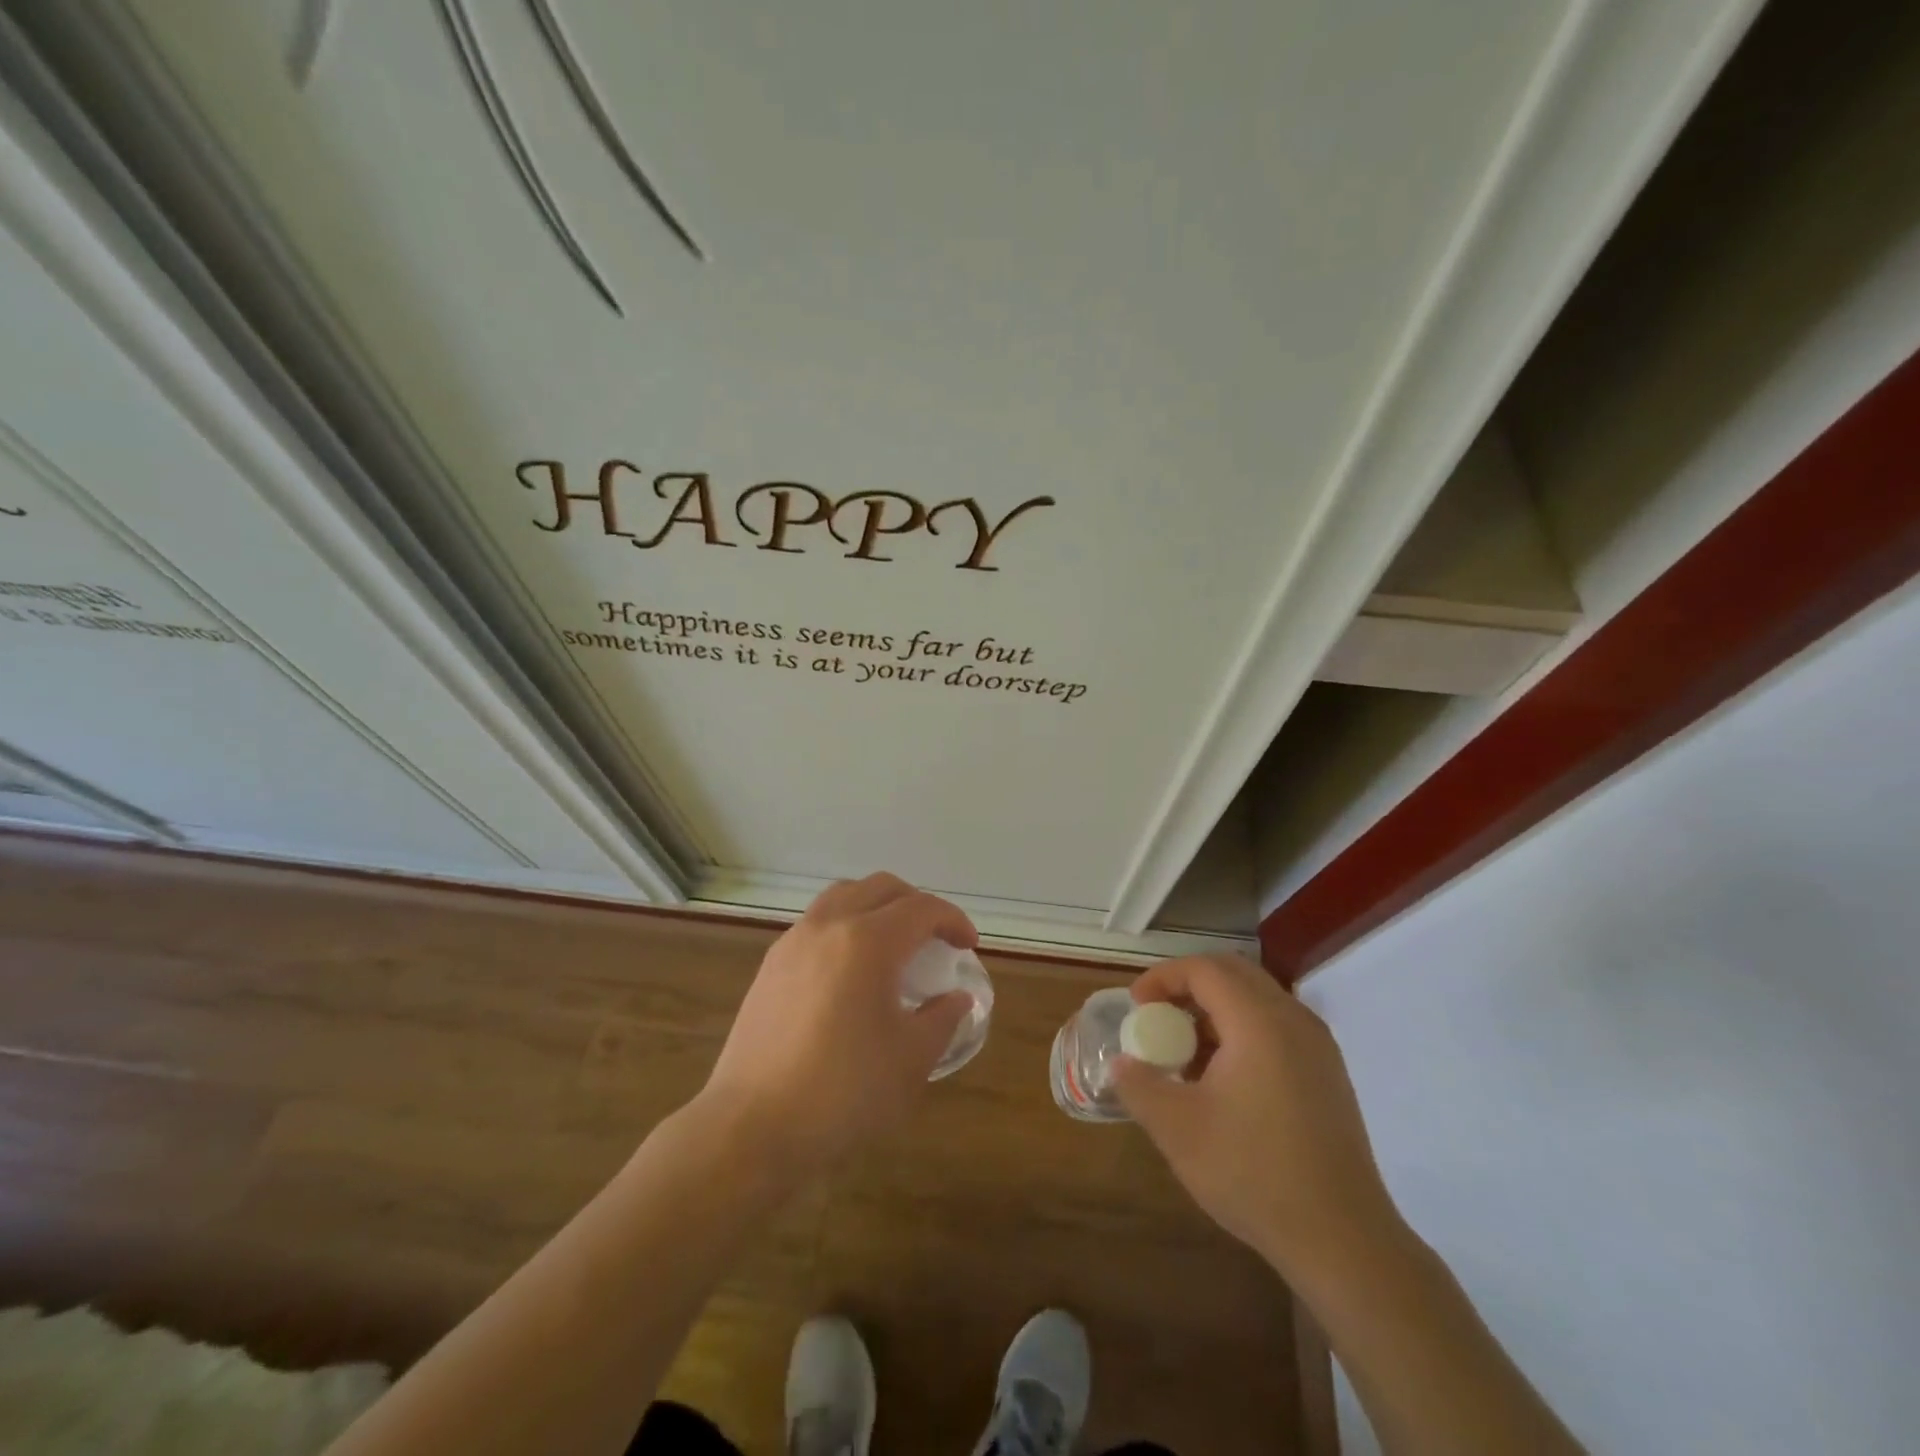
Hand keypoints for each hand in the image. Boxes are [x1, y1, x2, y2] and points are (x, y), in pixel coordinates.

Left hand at [699, 873, 976, 1176]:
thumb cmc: (843, 1091)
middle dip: (916, 903)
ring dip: (876, 906)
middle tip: (936, 937)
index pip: (921, 908)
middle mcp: (828, 926)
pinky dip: (845, 925)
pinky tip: (851, 969)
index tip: (969, 946)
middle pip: (880, 887)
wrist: (752, 1127)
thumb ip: (942, 1019)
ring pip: (843, 896)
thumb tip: (957, 998)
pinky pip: (817, 922)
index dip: (953, 920)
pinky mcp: (770, 966)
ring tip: (893, 943)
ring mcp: (793, 942)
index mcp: (868, 941)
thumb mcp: (911, 1059)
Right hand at [1114, 954, 1404, 1279]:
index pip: (1204, 969)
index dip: (1163, 977)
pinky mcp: (1328, 1074)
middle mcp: (1293, 1019)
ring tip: (1186, 1052)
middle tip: (1158, 1016)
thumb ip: (1139, 1085)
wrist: (1343, 1240)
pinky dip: (1241, 1030)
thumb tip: (1121, 1063)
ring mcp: (1318, 1046)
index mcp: (1259, 1021)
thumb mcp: (1177, 1129)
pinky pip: (1277, 1026)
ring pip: (1257, 999)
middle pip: (1234, 973)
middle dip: (1188, 986)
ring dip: (1215, 1009)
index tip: (1136, 1005)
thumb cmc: (1254, 1174)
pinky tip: (1223, 1079)